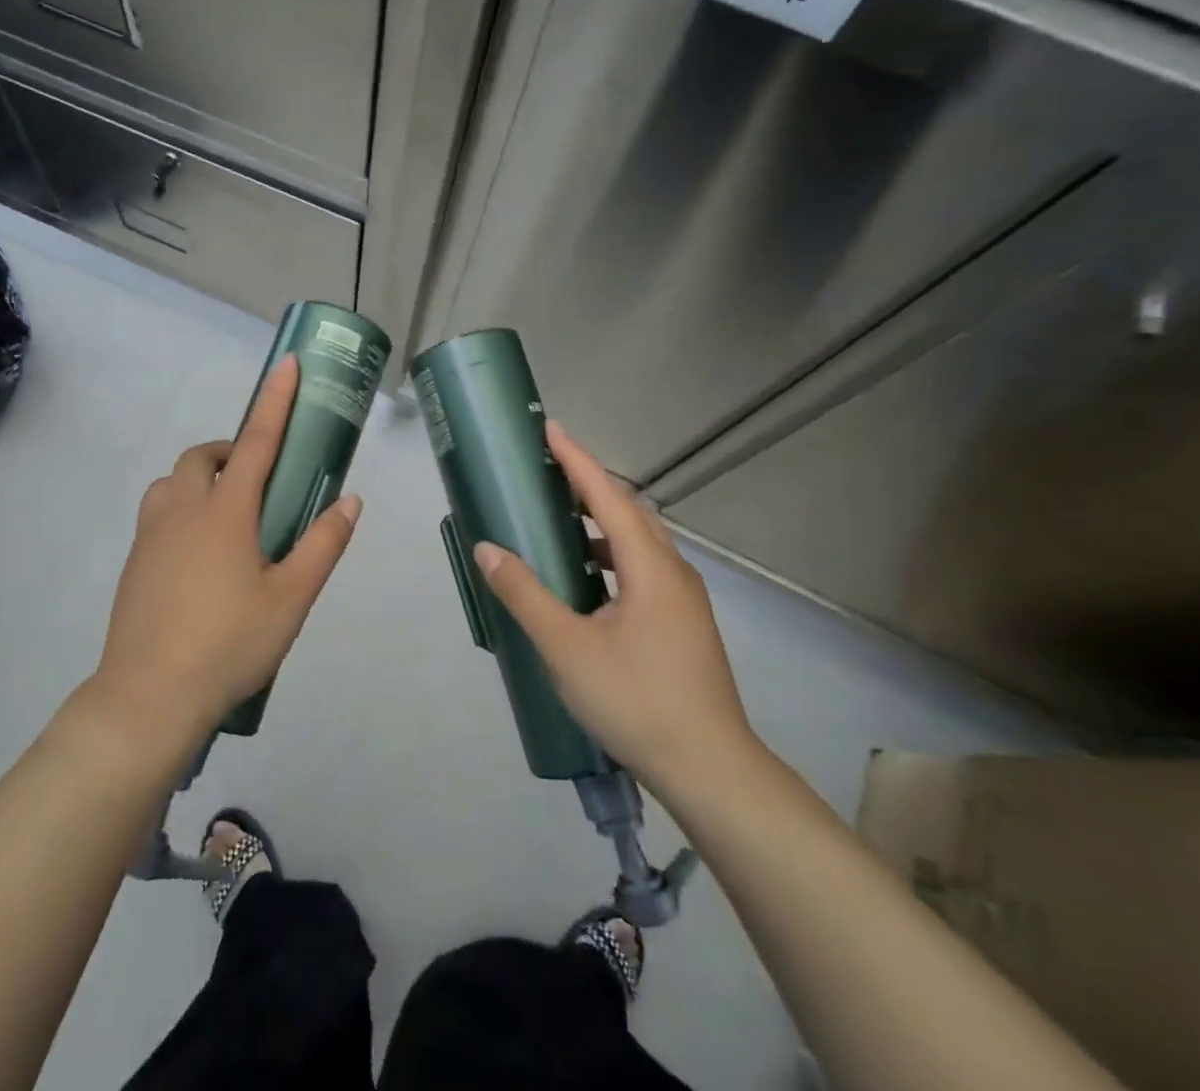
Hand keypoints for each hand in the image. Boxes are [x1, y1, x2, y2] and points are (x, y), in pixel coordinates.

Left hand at [89, 354, 361, 751]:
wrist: (149, 697)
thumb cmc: (229, 643)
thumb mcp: (292, 598)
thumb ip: (323, 545)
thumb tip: (350, 501)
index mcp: (226, 512)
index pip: (258, 441)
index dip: (275, 400)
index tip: (286, 364)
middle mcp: (183, 510)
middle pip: (204, 456)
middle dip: (232, 452)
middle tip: (260, 483)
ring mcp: (151, 534)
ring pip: (173, 482)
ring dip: (201, 480)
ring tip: (228, 519)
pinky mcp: (134, 561)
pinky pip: (158, 514)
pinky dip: (182, 511)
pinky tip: (199, 557)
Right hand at [472, 420, 762, 803]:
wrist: (711, 770)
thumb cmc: (636, 700)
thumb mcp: (566, 647)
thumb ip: (525, 594)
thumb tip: (488, 549)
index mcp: (650, 567)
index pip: (608, 496)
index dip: (577, 460)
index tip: (550, 429)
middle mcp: (673, 572)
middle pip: (628, 511)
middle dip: (588, 484)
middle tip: (548, 470)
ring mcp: (683, 599)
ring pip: (639, 542)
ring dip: (601, 521)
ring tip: (560, 519)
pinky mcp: (683, 623)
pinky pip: (643, 568)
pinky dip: (611, 555)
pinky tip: (587, 579)